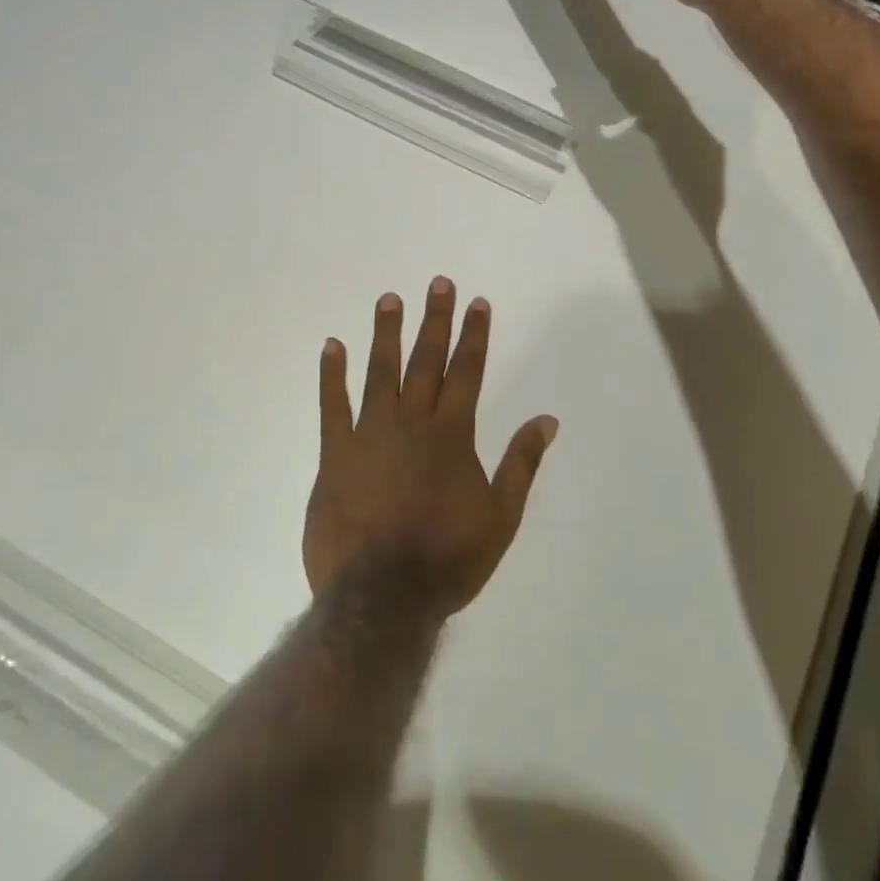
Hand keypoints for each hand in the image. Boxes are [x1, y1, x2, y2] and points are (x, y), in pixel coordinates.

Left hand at [305, 279, 557, 615]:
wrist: (382, 597)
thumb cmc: (447, 559)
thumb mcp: (500, 517)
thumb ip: (522, 463)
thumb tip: (548, 419)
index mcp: (452, 435)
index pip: (467, 372)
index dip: (474, 335)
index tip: (476, 302)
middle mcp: (412, 422)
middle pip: (426, 361)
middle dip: (435, 320)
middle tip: (438, 283)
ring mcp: (370, 434)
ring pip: (380, 372)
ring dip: (386, 334)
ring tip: (390, 299)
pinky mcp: (335, 454)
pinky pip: (332, 406)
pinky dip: (331, 375)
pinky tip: (332, 346)